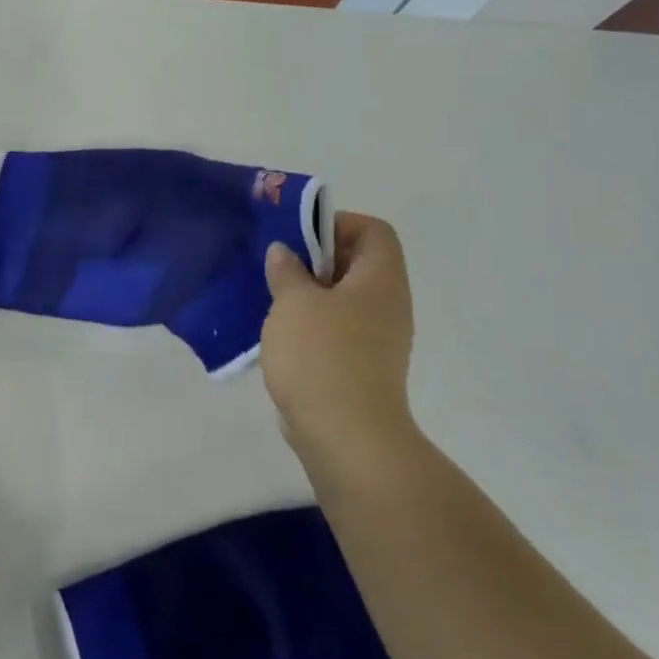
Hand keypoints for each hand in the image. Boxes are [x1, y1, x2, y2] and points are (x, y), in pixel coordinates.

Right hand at [261, 213, 419, 485]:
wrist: (345, 434)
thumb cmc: (322, 355)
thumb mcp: (294, 302)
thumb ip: (287, 271)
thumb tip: (284, 252)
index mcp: (380, 280)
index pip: (374, 231)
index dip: (338, 224)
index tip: (298, 238)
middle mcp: (387, 305)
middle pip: (357, 263)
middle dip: (314, 259)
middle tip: (277, 266)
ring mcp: (377, 339)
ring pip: (343, 299)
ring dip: (308, 294)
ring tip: (271, 299)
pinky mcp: (360, 367)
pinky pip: (337, 329)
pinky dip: (310, 324)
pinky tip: (279, 335)